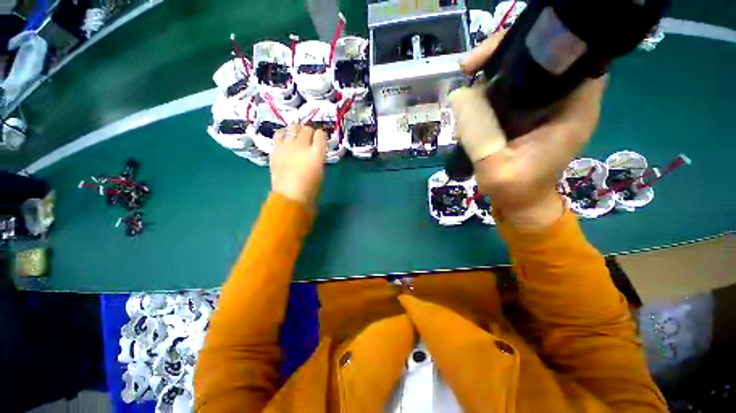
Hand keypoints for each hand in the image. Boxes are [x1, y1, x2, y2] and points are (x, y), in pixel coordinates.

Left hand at [270, 124, 325, 206]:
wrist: (290, 197)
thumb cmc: (311, 188)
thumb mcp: (320, 171)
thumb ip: (318, 157)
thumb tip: (315, 150)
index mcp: (316, 153)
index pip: (320, 134)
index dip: (320, 135)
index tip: (320, 138)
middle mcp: (302, 146)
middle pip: (307, 129)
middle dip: (309, 132)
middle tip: (309, 138)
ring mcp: (287, 147)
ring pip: (293, 128)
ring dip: (297, 130)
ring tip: (297, 136)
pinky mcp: (276, 149)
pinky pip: (279, 134)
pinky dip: (284, 134)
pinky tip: (285, 139)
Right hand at [450, 32, 606, 229]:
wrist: (521, 203)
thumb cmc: (515, 190)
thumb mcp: (494, 167)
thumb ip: (479, 133)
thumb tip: (459, 95)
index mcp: (572, 109)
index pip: (569, 55)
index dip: (537, 43)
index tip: (494, 55)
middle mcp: (565, 100)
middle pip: (544, 56)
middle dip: (507, 54)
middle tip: (471, 67)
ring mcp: (547, 105)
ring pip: (525, 71)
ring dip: (495, 71)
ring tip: (468, 82)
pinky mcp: (530, 113)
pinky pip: (513, 89)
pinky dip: (492, 88)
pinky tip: (473, 97)